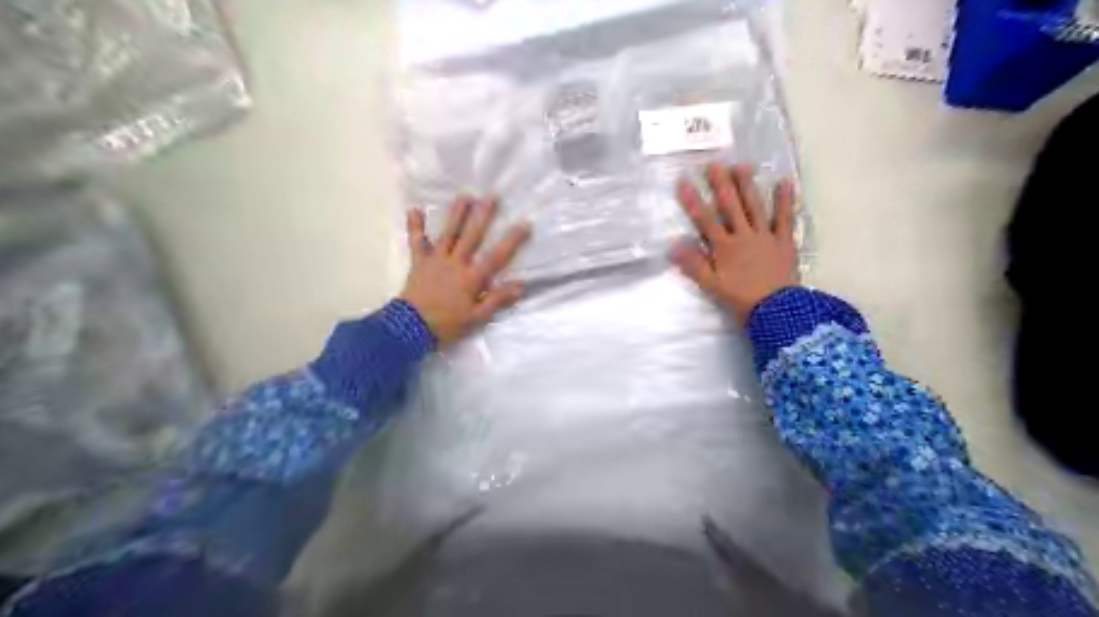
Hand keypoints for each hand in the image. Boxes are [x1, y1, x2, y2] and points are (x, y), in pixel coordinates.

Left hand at [402, 196, 528, 344]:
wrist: (411, 327)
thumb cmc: (447, 324)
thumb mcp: (477, 317)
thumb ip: (497, 299)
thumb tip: (521, 285)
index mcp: (472, 278)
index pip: (496, 257)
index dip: (512, 241)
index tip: (524, 224)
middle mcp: (456, 263)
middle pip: (472, 237)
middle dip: (483, 217)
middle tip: (492, 197)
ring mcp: (436, 260)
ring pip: (448, 234)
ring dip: (456, 214)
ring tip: (465, 196)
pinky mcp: (419, 262)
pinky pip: (417, 242)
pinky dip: (415, 227)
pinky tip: (415, 210)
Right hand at [671, 165, 798, 326]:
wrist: (776, 311)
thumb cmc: (740, 299)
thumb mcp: (711, 286)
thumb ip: (693, 265)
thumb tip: (673, 245)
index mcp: (724, 247)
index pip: (705, 220)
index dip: (693, 201)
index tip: (683, 181)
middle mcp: (743, 236)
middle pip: (730, 207)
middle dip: (720, 185)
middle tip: (714, 164)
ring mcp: (765, 236)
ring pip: (755, 207)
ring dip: (747, 186)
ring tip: (741, 165)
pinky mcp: (784, 241)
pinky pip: (784, 218)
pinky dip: (784, 201)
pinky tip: (784, 182)